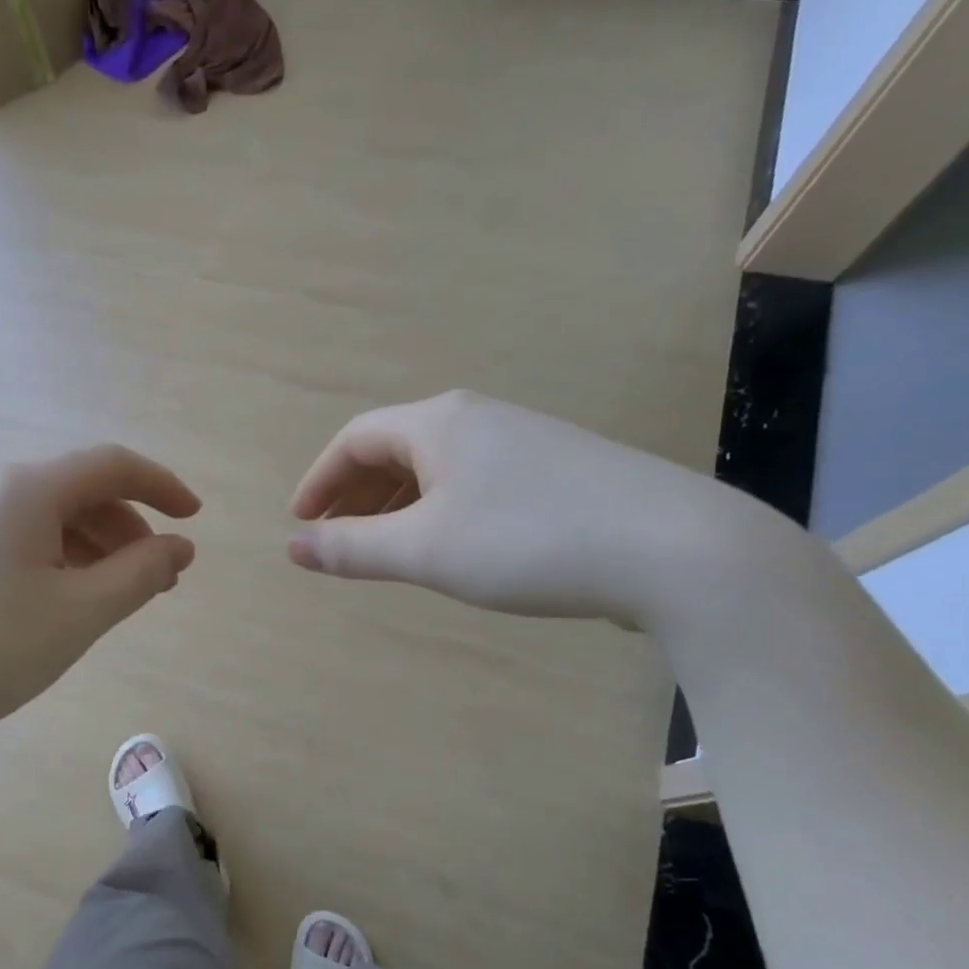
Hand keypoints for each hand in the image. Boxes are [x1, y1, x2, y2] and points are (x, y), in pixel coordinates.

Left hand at [0, 444, 198, 751]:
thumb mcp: (76, 615)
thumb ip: (138, 576)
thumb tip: (180, 546)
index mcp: (27, 489)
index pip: (112, 465)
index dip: (162, 486)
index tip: (195, 520)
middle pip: (79, 492)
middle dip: (129, 529)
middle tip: (157, 582)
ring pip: (46, 520)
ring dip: (93, 550)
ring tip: (113, 600)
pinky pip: (15, 541)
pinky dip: (54, 563)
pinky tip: (57, 606)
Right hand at [287, 390, 749, 624]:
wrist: (676, 549)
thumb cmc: (527, 541)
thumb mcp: (424, 549)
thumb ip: (352, 548)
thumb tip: (292, 546)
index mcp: (439, 423)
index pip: (355, 439)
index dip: (319, 480)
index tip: (300, 522)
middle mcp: (479, 418)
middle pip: (394, 448)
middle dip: (355, 494)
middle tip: (336, 540)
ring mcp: (524, 441)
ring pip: (436, 467)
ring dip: (396, 504)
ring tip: (385, 549)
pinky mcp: (558, 470)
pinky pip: (473, 481)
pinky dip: (439, 509)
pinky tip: (451, 545)